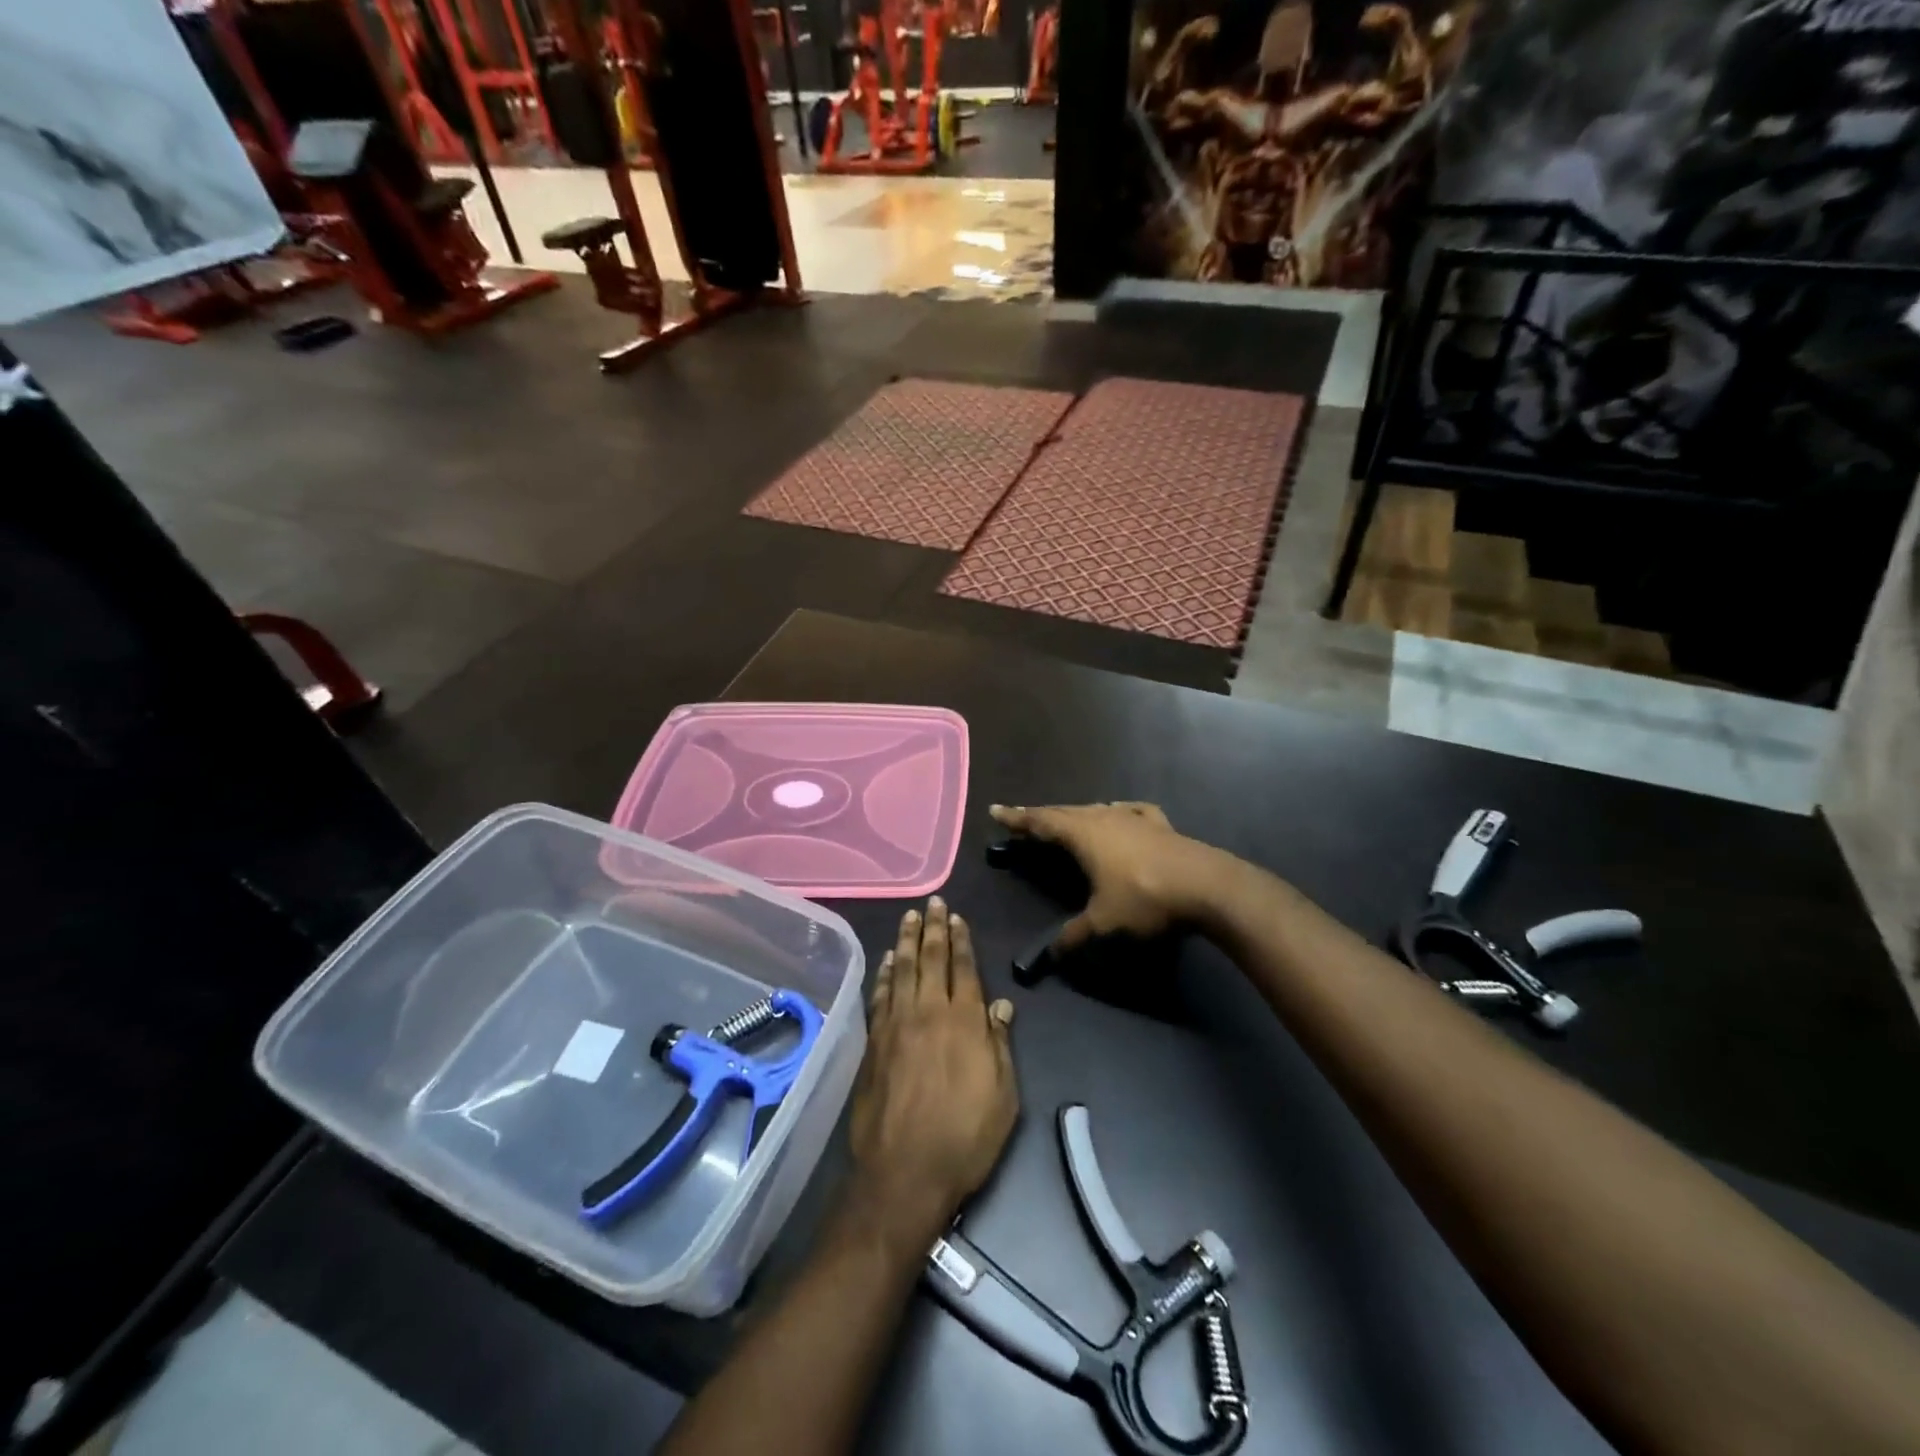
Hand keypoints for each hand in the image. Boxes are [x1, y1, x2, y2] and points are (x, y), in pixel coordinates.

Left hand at [848, 898, 1017, 1247]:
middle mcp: (928, 1012)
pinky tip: (886, 960)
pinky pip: (880, 995)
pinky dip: (884, 973)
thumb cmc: (964, 1138)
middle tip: (932, 902)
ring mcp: (896, 1025)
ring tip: (909, 917)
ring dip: (905, 940)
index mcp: (964, 1022)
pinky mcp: (873, 1042)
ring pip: (901, 970)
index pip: (963, 969)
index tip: (956, 917)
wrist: (903, 1173)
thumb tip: (1000, 1006)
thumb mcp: (1003, 1097)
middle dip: (932, 928)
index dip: (960, 940)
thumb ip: (999, 1045)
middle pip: (930, 959)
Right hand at [989, 802, 1210, 953]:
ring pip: (1096, 810)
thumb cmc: (1145, 899)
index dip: (1017, 818)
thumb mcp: (1104, 922)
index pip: (1041, 822)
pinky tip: (1120, 813)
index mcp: (1083, 835)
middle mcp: (1104, 818)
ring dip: (1076, 815)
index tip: (996, 811)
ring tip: (1065, 820)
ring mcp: (1134, 818)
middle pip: (1064, 812)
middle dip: (1041, 816)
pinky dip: (1116, 813)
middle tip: (1022, 818)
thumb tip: (1050, 956)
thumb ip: (1074, 936)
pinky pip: (1129, 812)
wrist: (1207, 886)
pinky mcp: (1159, 824)